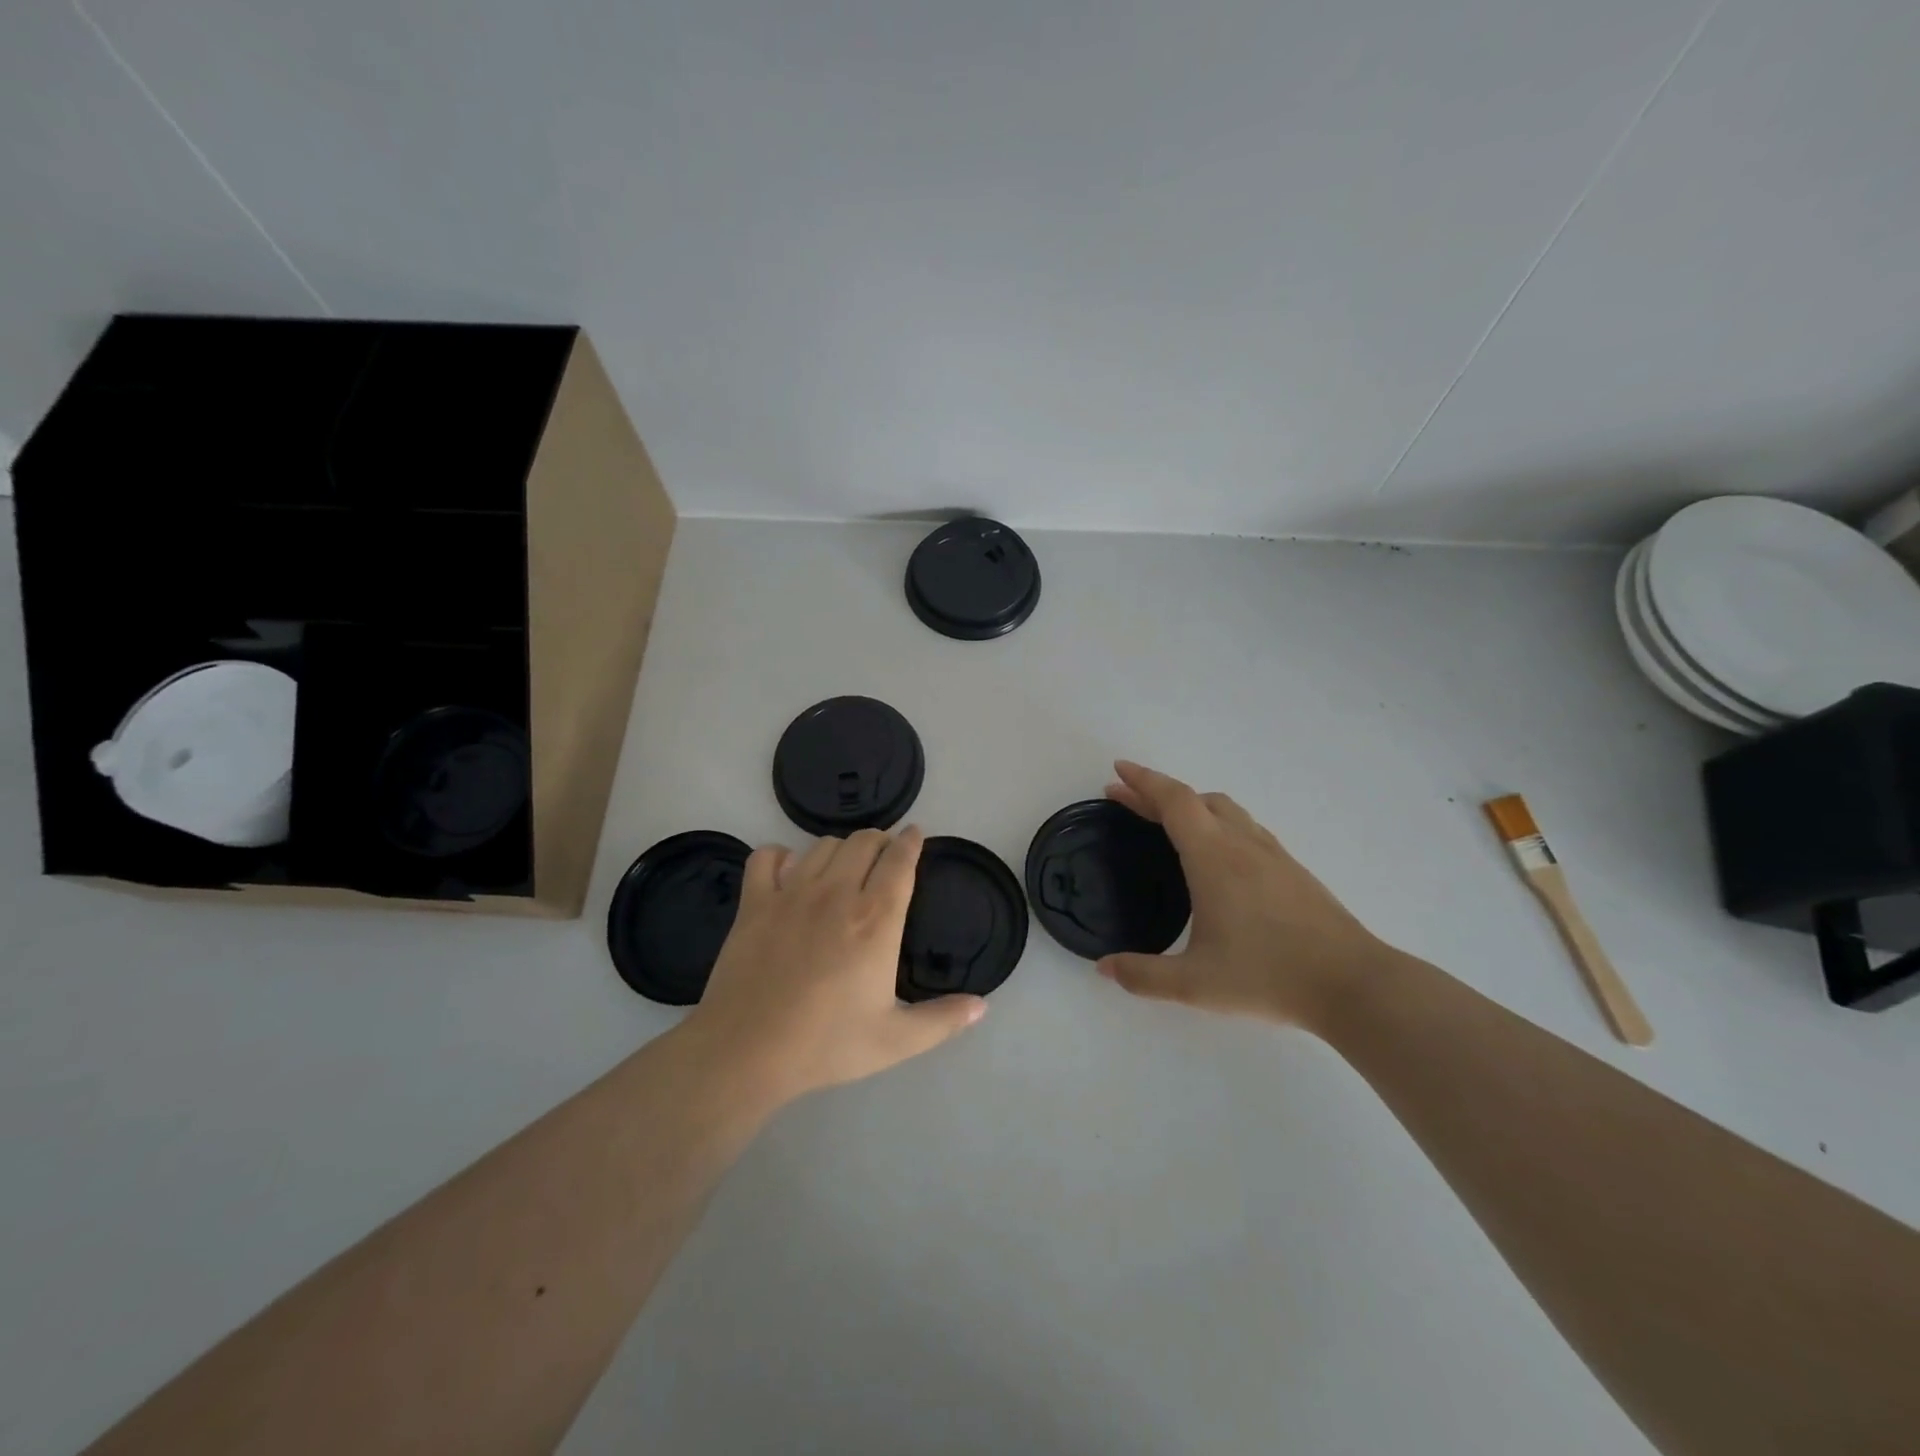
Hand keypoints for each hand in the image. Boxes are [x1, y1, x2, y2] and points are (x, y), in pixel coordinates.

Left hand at [685, 826, 986, 1105]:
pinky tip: (788, 873)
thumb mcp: (896, 1041)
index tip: (916, 835)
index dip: (911, 841)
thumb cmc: (826, 1044)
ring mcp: (791, 893)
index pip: (900, 860)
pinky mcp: (754, 902)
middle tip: (884, 856)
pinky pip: (767, 857)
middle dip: (880, 840)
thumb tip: (983, 1005)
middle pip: (864, 841)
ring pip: (822, 845)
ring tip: (844, 866)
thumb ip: (943, 1020)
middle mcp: (837, 894)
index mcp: (876, 920)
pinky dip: (781, 857)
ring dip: (840, 848)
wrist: (747, 1052)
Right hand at [1098, 761, 1390, 1028]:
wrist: (1353, 984)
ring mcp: (1272, 855)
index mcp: (1214, 858)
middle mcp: (1242, 844)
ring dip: (1190, 805)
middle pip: (1196, 799)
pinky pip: (1245, 827)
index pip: (1174, 802)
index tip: (1118, 770)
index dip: (1143, 781)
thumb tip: (1104, 968)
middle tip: (1126, 798)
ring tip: (1167, 820)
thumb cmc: (1269, 976)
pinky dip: (1217, 822)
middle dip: (1157, 793)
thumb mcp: (1194, 985)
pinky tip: (1217, 853)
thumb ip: (1143, 976)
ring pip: (1226, 810)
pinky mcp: (1292, 870)